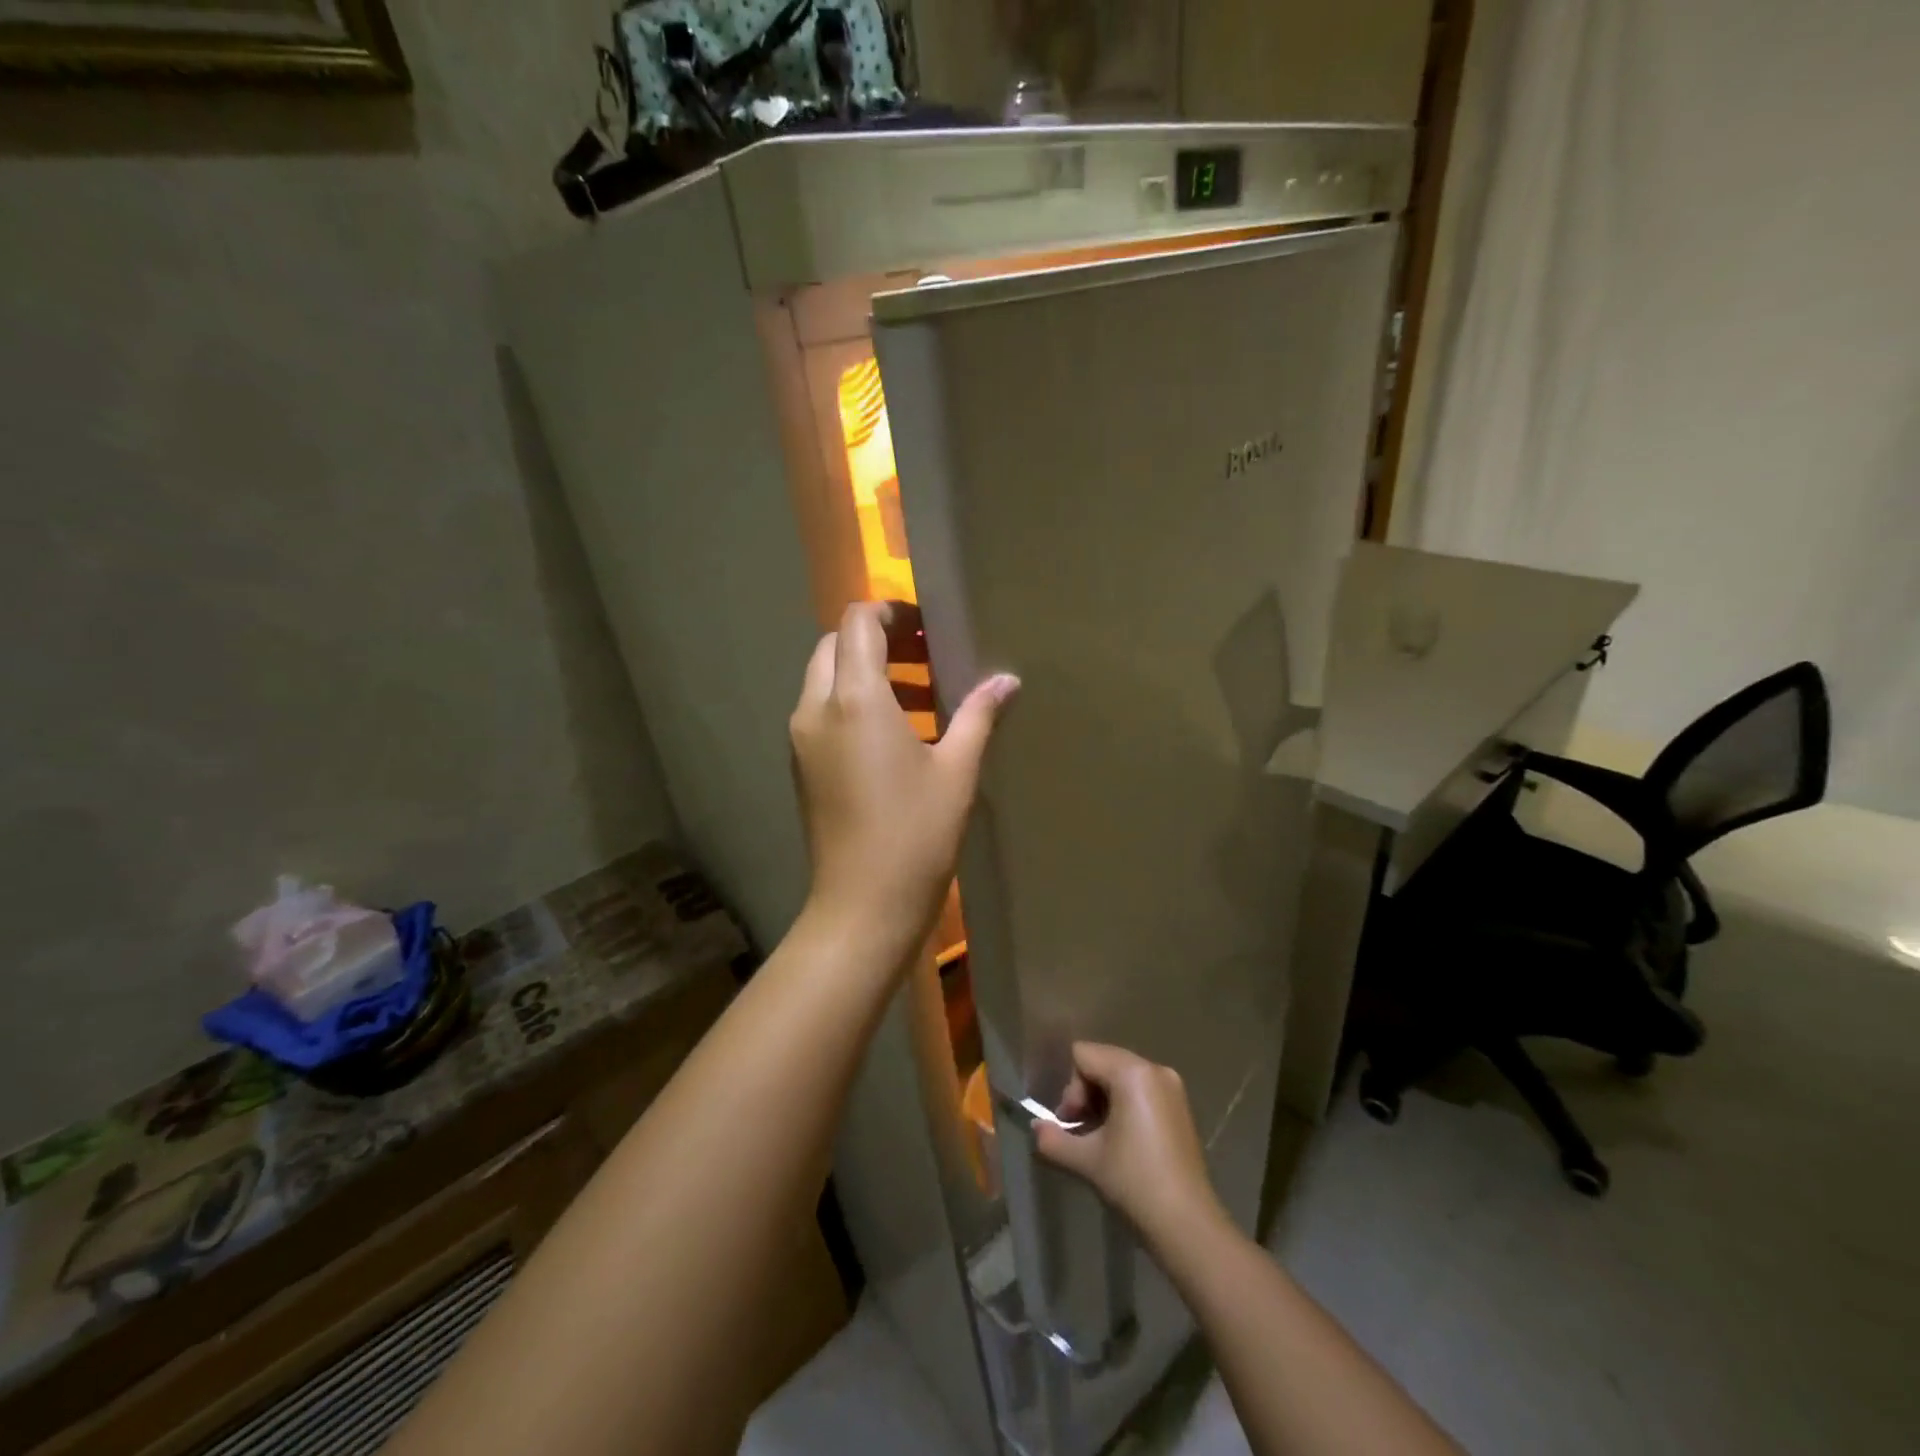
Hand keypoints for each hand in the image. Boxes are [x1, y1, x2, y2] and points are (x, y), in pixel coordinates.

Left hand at [790, 601, 1018, 963]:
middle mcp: (816, 709)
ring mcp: (802, 739)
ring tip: (921, 697)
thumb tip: (1006, 681)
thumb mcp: (957, 771)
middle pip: (835, 646)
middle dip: (877, 640)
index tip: (927, 628)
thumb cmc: (915, 835)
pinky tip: (896, 735)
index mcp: (855, 700)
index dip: (890, 612)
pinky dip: (852, 704)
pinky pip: (822, 712)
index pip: (857, 623)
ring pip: (826, 679)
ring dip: (867, 673)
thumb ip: (979, 716)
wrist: (861, 907)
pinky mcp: (801, 766)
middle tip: (925, 657)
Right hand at [1035, 1042, 1225, 1248]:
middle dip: (1085, 1094)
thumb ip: (1053, 1139)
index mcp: (1132, 1073)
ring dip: (1103, 1102)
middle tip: (1081, 1132)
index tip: (1071, 1123)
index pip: (1084, 1055)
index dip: (1070, 1088)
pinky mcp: (1180, 1108)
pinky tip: (1121, 1142)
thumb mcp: (1086, 1160)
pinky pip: (1141, 1091)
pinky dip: (1124, 1107)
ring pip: (1122, 1077)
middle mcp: (1155, 1070)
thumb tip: (1035, 1128)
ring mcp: (1172, 1088)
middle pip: (1103, 1062)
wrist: (1188, 1226)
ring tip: (1099, 1140)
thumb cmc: (1134, 1183)